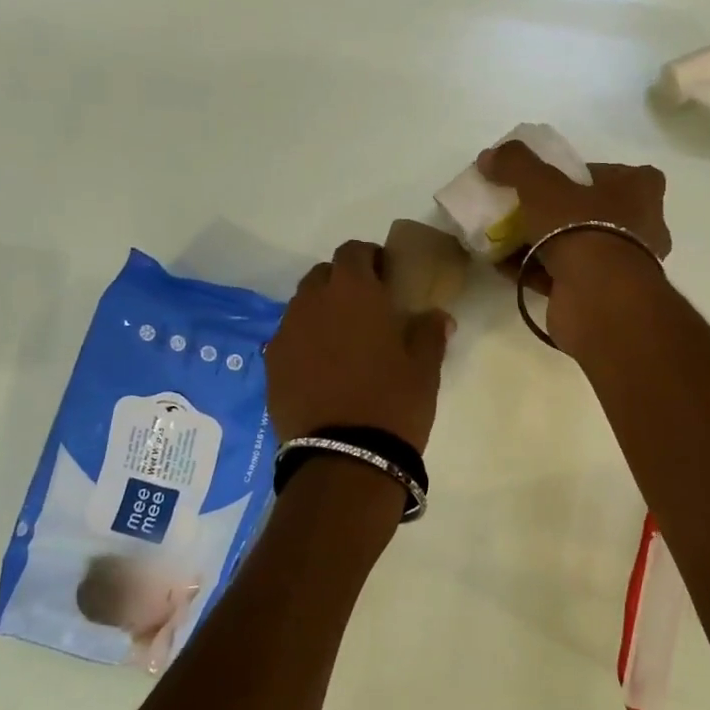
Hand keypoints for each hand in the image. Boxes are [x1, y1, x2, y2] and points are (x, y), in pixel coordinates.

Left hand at [267, 239, 452, 451]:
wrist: (344, 458)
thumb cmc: (393, 402)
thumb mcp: (425, 367)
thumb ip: (430, 331)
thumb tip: (437, 316)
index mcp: (353, 291)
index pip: (353, 251)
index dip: (370, 258)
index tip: (387, 277)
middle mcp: (312, 302)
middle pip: (323, 275)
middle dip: (343, 283)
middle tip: (367, 309)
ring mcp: (286, 333)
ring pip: (303, 306)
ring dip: (322, 312)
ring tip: (344, 342)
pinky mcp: (271, 365)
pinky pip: (289, 338)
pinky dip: (306, 342)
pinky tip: (323, 368)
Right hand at [477, 141, 671, 352]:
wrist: (597, 299)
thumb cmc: (582, 228)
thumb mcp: (542, 186)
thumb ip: (516, 165)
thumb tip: (488, 156)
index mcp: (641, 193)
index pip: (623, 174)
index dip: (591, 174)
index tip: (558, 178)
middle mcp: (642, 228)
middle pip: (596, 212)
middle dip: (560, 212)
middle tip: (526, 208)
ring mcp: (623, 267)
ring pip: (579, 247)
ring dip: (542, 244)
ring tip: (505, 237)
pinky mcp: (601, 296)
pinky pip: (564, 276)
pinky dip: (536, 271)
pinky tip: (504, 266)